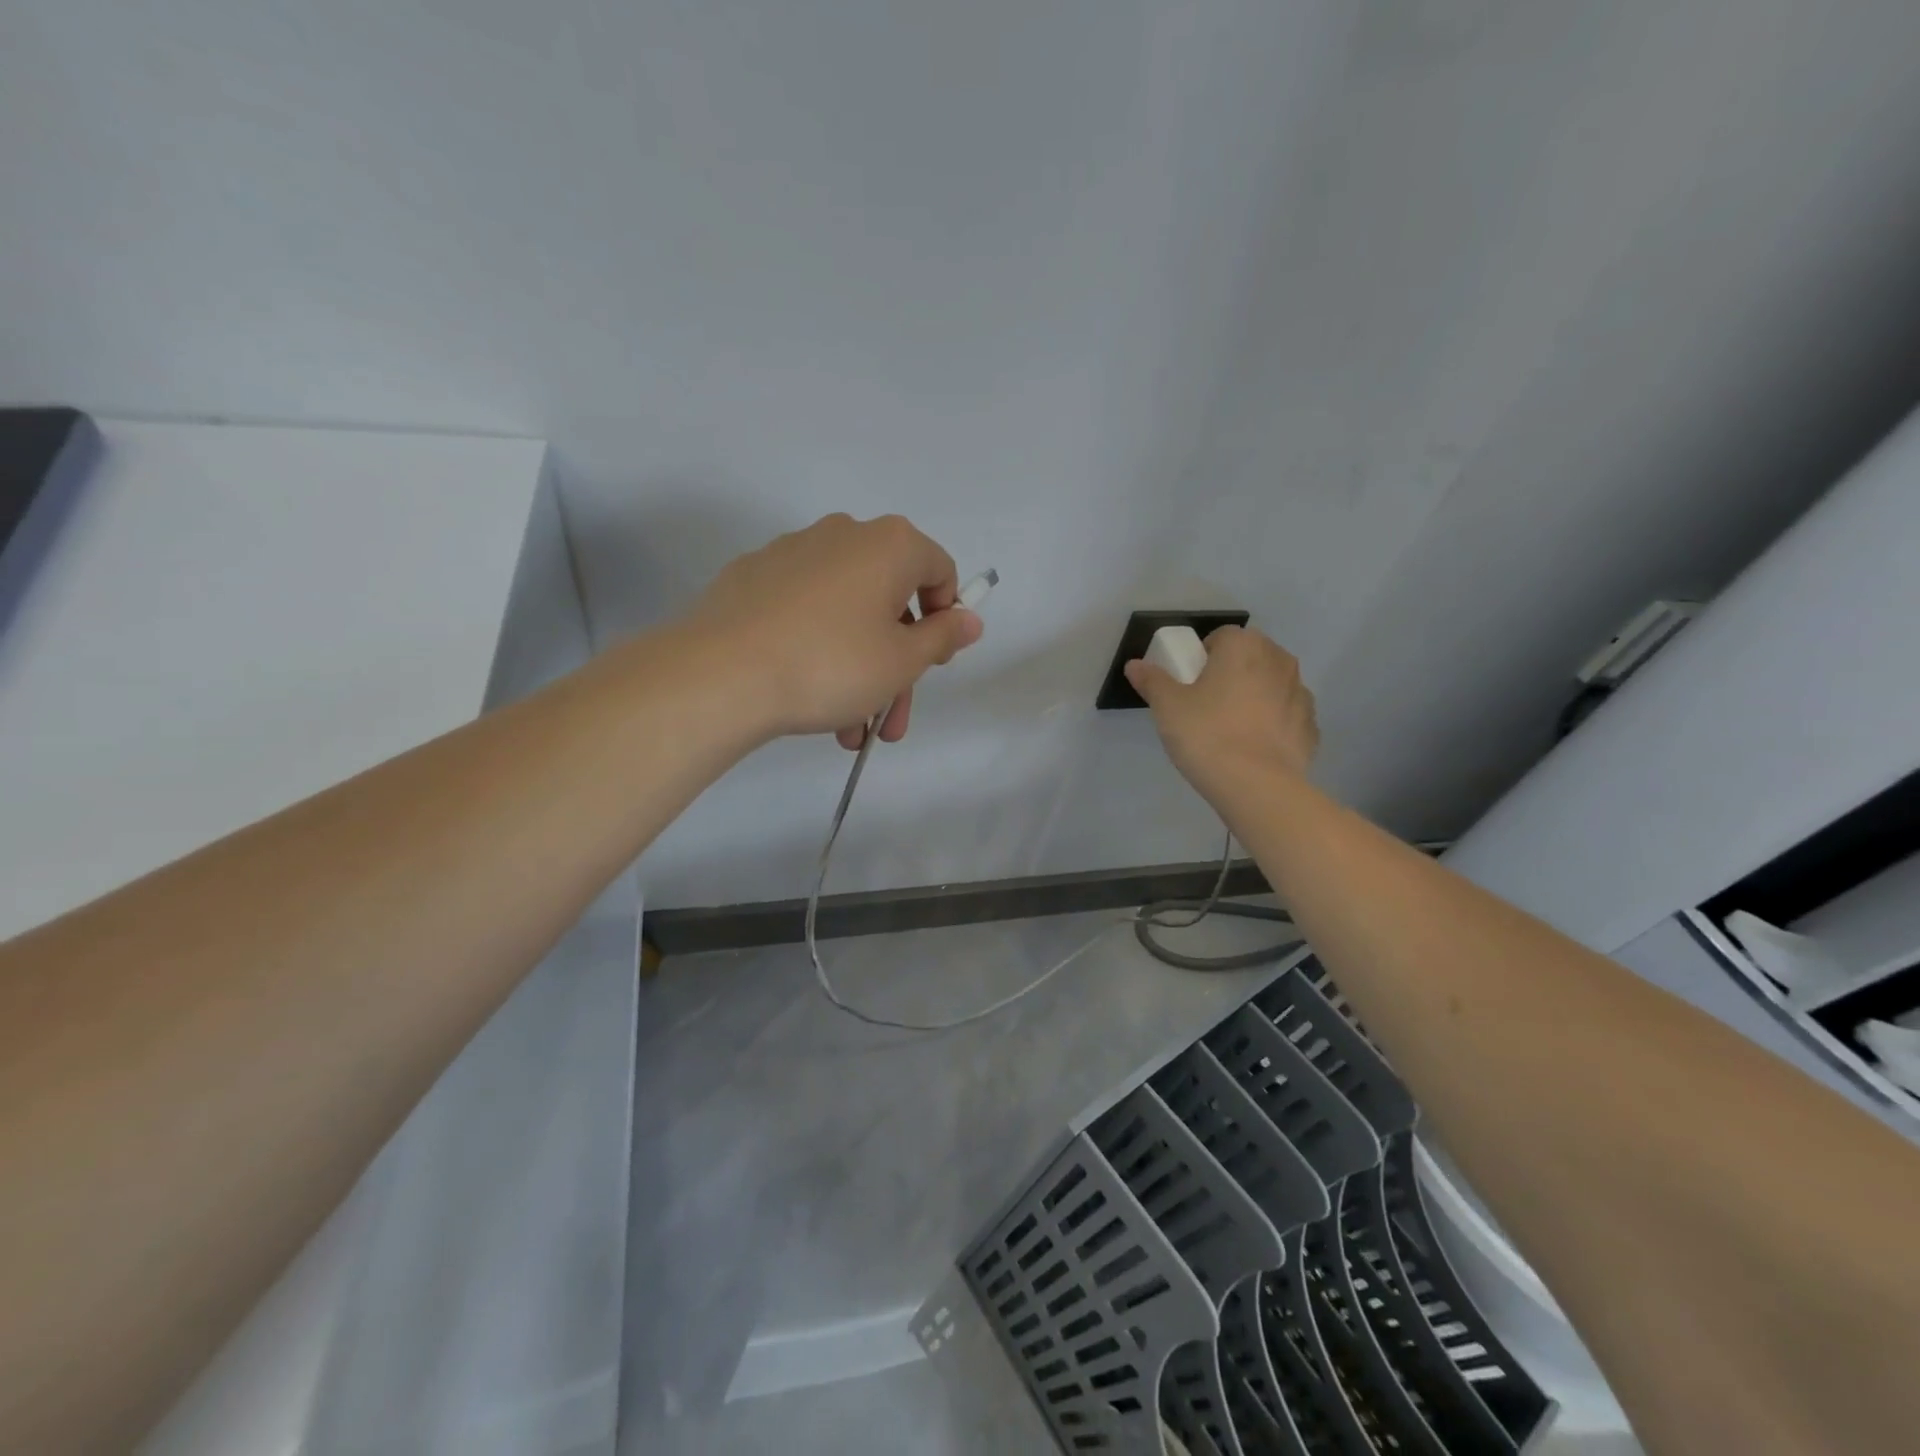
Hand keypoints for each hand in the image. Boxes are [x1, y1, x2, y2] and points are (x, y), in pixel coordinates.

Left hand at [680, 513, 982, 746]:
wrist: (721, 675)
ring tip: (850, 731)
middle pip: (890, 600)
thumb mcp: (902, 661)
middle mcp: (843, 535)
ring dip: (859, 673)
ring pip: (847, 614)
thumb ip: (942, 637)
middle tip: (892, 722)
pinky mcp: (753, 579)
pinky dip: (820, 651)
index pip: (939, 570)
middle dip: (898, 667)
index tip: (932, 663)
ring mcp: (792, 554)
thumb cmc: (831, 664)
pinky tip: (812, 702)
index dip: (945, 618)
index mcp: (888, 545)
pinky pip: (806, 614)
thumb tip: (969, 619)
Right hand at [1124, 625, 1318, 806]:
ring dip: (1254, 696)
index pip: (1221, 637)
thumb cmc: (1207, 735)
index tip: (1189, 683)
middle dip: (1231, 673)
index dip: (1202, 657)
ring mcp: (1301, 693)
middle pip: (1250, 657)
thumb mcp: (1167, 707)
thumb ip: (1151, 680)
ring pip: (1271, 685)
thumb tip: (1135, 665)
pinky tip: (1252, 748)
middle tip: (1206, 705)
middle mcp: (1279, 660)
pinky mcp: (1311, 727)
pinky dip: (1272, 724)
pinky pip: (1286, 716)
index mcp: (1244, 647)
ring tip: (1230, 729)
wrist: (1257, 786)